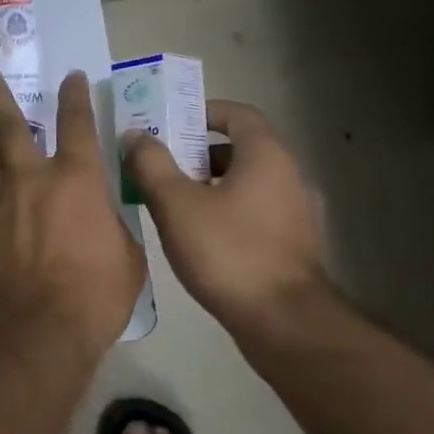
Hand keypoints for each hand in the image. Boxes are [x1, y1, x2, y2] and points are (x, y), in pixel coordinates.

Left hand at [0, 67, 146, 359]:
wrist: (31, 329)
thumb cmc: (92, 296)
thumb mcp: (126, 258)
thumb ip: (110, 225)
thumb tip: (99, 216)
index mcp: (76, 179)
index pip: (77, 123)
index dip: (75, 96)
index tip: (70, 76)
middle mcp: (30, 177)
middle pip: (9, 122)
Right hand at [124, 100, 328, 331]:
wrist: (283, 321)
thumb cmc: (227, 251)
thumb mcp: (175, 203)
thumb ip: (151, 163)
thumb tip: (136, 135)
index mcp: (266, 157)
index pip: (239, 114)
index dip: (204, 112)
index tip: (171, 123)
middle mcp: (290, 177)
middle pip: (241, 149)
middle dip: (198, 152)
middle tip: (160, 163)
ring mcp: (297, 214)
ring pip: (247, 183)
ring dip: (210, 184)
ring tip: (172, 201)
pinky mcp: (294, 245)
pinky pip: (256, 211)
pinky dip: (227, 210)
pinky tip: (198, 235)